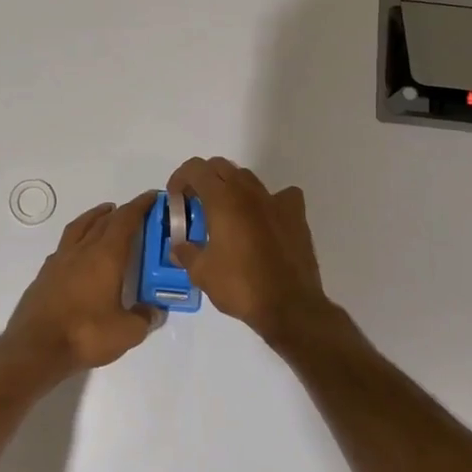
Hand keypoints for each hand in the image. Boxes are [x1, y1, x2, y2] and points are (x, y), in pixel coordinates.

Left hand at [2, 192, 158, 374]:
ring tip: (105, 216)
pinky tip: (80, 251)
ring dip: (95, 217)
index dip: (140, 206)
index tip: (152, 197)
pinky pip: (65, 245)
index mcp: (106, 256)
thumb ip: (144, 318)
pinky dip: (78, 238)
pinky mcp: (45, 274)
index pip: (125, 220)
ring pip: (80, 227)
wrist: (35, 348)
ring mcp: (60, 260)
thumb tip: (154, 311)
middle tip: (135, 212)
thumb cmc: (86, 334)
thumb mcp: (127, 332)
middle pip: (103, 220)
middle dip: (121, 212)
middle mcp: (82, 250)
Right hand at [166, 157, 333, 344]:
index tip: (175, 197)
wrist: (289, 305)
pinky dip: (269, 201)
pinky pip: (281, 196)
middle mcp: (249, 192)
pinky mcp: (296, 215)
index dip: (180, 177)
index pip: (196, 169)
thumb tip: (177, 247)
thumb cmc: (240, 285)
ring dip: (232, 188)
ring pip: (248, 178)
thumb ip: (186, 253)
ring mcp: (275, 200)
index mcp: (222, 199)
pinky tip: (265, 218)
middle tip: (196, 203)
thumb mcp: (201, 273)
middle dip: (204, 179)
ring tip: (226, 213)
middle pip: (221, 167)